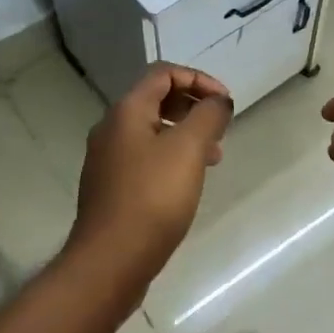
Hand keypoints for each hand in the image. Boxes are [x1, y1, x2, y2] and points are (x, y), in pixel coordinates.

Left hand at [67, 63, 232, 291]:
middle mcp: (111, 128)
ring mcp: (107, 159)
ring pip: (152, 131)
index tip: (225, 103)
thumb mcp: (189, 149)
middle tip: (220, 129)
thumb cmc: (153, 197)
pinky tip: (187, 182)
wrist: (111, 259)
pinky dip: (171, 157)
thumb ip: (208, 116)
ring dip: (185, 134)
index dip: (198, 79)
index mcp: (126, 111)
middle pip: (156, 100)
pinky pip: (145, 157)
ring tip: (213, 157)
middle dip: (193, 107)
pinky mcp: (111, 187)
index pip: (163, 73)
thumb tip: (218, 101)